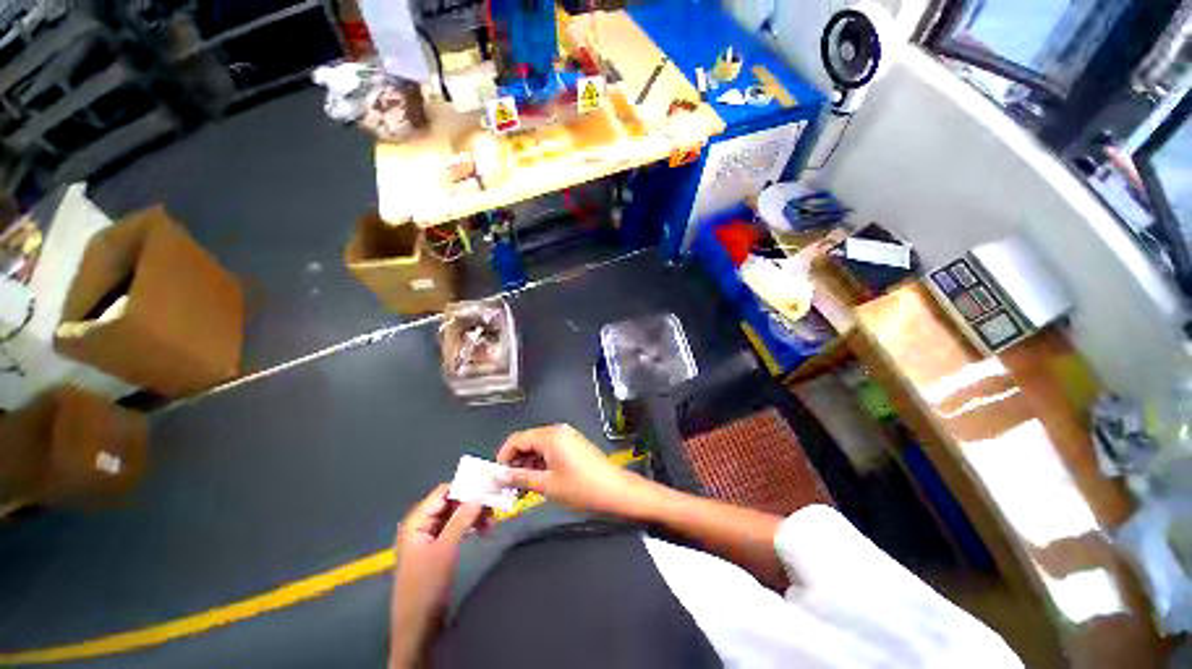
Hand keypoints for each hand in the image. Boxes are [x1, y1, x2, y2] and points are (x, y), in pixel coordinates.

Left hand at [390, 484, 484, 668]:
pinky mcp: (437, 548)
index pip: (443, 492)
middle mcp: (421, 524)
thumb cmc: (427, 585)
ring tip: (492, 521)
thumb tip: (479, 495)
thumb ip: (461, 520)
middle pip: (450, 503)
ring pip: (455, 515)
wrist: (417, 626)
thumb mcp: (446, 549)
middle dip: (472, 502)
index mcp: (416, 521)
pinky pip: (455, 528)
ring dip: (473, 515)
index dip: (465, 487)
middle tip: (495, 505)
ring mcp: (428, 537)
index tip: (488, 486)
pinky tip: (483, 530)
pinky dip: (469, 526)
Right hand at [496, 424, 650, 516]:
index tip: (497, 477)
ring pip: (538, 446)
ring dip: (528, 464)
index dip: (503, 457)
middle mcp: (557, 430)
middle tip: (508, 487)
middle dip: (515, 462)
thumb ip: (520, 478)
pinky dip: (541, 463)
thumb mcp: (546, 485)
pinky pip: (550, 449)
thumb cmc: (579, 487)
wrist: (613, 489)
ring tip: (522, 489)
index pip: (516, 439)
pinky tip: (538, 481)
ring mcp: (567, 436)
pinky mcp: (573, 443)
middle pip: (527, 441)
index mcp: (549, 436)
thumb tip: (498, 477)